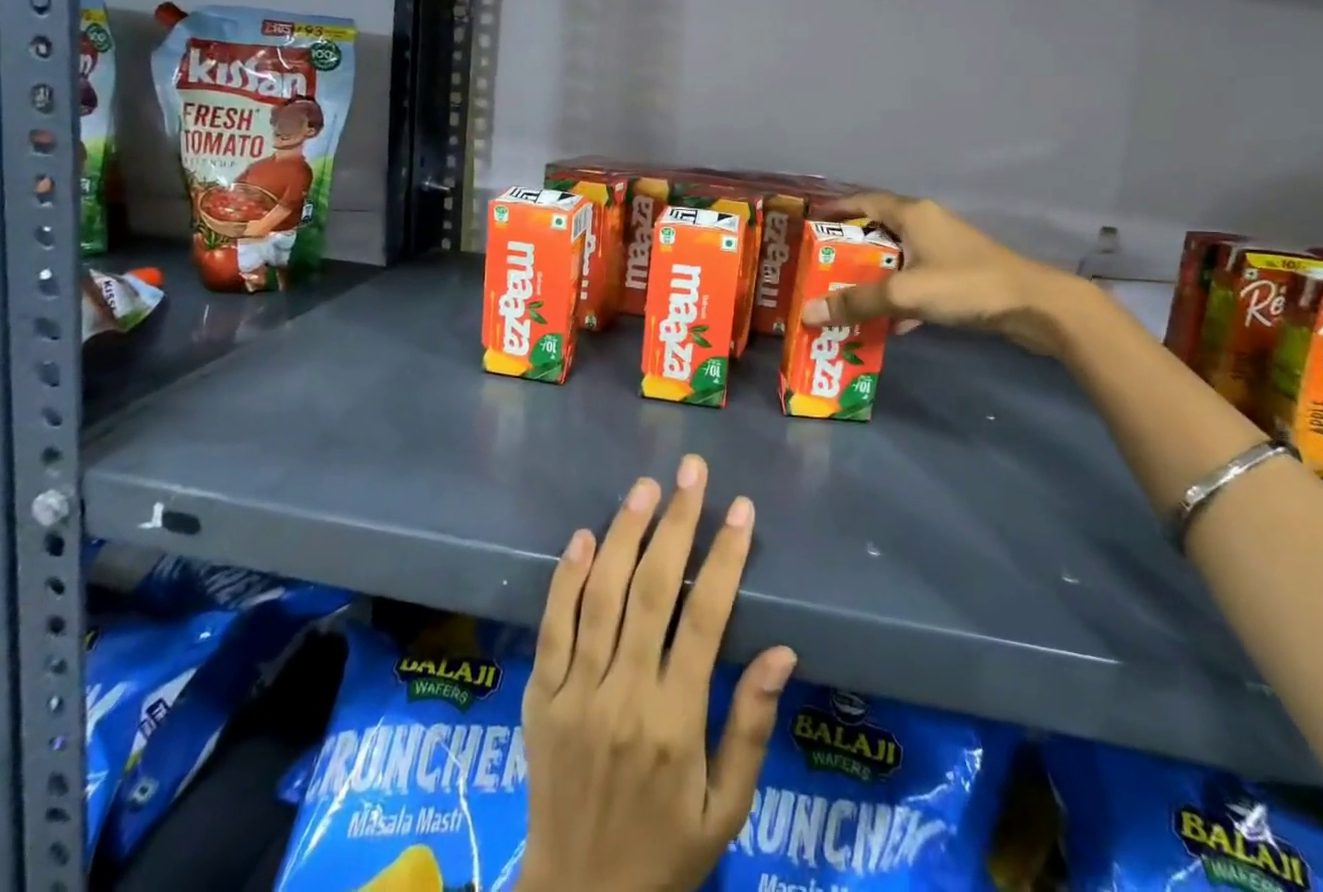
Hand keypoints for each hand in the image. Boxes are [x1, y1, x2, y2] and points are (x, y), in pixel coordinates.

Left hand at [520, 455, 797, 891]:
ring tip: (646, 487)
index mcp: (674, 722)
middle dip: (676, 523)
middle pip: (651, 591)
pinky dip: (566, 577)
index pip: (705, 620)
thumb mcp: (725, 811)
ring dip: (624, 534)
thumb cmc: (664, 852)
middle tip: (691, 471)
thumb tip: (783, 652)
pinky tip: (585, 535)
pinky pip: (551, 626)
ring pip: (600, 596)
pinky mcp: (538, 696)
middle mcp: (623, 696)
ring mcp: (574, 693)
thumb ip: (750, 727)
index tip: (740, 508)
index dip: (724, 558)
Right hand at [800, 190, 1090, 358]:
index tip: (807, 226)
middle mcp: (926, 223)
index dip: (834, 210)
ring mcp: (944, 249)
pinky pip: (915, 279)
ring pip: (896, 258)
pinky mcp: (958, 273)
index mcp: (912, 213)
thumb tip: (807, 313)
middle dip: (846, 251)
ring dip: (872, 277)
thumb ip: (856, 302)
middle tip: (818, 270)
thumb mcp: (905, 293)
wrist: (1035, 305)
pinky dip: (898, 296)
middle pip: (876, 231)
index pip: (862, 201)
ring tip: (843, 298)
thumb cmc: (965, 285)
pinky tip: (888, 324)